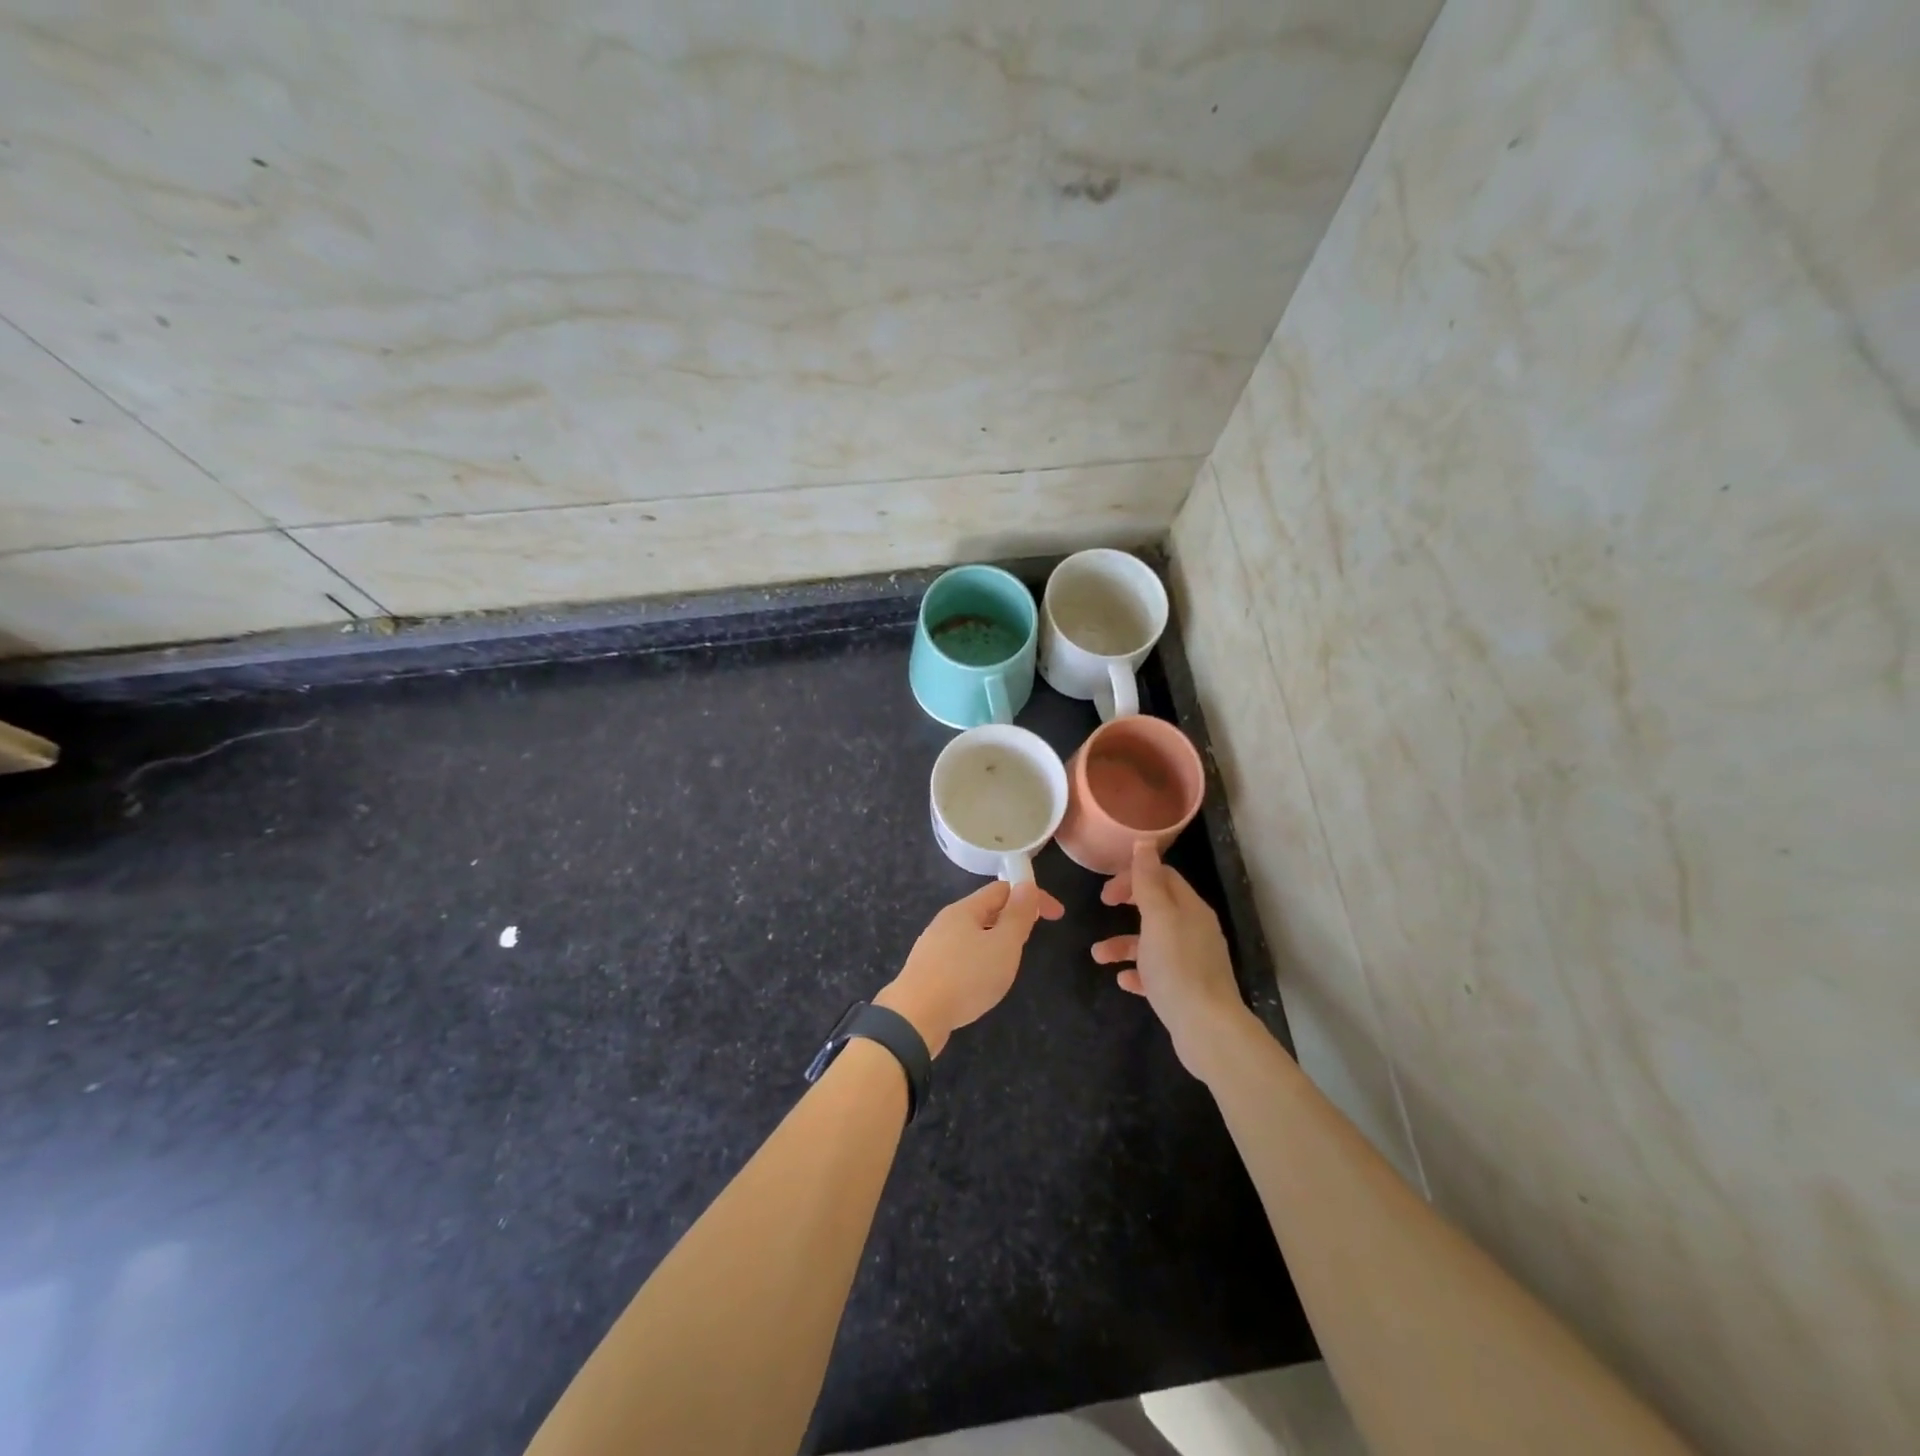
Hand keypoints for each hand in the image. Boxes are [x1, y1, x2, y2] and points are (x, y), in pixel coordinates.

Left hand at [876, 881, 1064, 1056]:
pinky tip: (981, 982)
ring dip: (996, 941)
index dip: (1032, 896)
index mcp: (965, 909)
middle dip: (1013, 919)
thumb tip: (1026, 884)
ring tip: (1009, 963)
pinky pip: (961, 955)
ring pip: (973, 934)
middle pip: (986, 910)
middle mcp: (946, 921)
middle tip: (1031, 940)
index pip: (1003, 889)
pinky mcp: (928, 970)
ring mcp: (933, 945)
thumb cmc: (965, 977)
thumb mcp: (1003, 945)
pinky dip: (979, 960)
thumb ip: (1017, 916)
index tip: (1057, 915)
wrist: (914, 1016)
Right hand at [1093, 841, 1254, 1081]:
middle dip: (1128, 905)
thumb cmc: (1178, 967)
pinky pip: (1157, 973)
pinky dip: (1138, 972)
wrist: (1207, 1030)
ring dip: (1123, 944)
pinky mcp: (1186, 989)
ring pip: (1153, 942)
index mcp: (1191, 909)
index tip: (1108, 892)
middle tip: (1103, 908)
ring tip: (1098, 957)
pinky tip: (1123, 981)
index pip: (1163, 877)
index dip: (1134, 877)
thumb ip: (1148, 880)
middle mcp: (1194, 930)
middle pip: (1158, 906)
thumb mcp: (1158, 918)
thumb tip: (1144, 841)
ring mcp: (1192, 961)